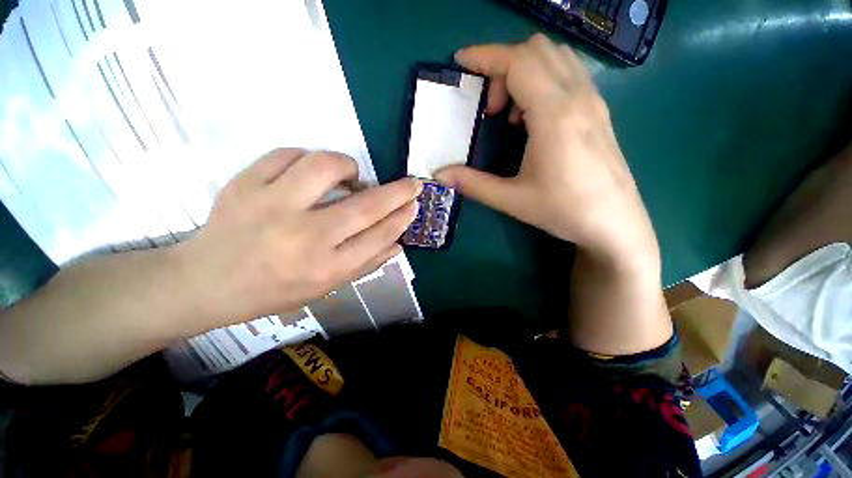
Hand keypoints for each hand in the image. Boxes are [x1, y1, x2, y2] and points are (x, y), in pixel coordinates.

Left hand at [179, 149, 420, 328]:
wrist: (206, 282)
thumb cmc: (274, 290)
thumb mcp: (325, 287)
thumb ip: (366, 264)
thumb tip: (398, 243)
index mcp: (325, 268)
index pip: (378, 236)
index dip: (401, 218)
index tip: (414, 205)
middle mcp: (304, 237)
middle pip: (365, 206)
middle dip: (397, 192)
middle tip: (411, 183)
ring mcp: (271, 206)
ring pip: (325, 167)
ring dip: (348, 167)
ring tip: (351, 176)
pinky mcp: (244, 184)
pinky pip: (287, 154)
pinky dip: (307, 158)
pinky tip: (310, 173)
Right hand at [435, 34, 657, 263]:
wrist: (615, 224)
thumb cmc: (564, 211)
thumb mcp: (511, 199)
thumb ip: (472, 183)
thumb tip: (440, 175)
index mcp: (555, 115)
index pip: (518, 61)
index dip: (485, 56)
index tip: (461, 62)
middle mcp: (578, 97)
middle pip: (536, 50)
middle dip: (503, 67)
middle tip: (491, 109)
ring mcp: (593, 101)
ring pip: (555, 57)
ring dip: (524, 72)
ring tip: (512, 114)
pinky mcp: (598, 111)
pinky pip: (568, 73)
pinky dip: (543, 80)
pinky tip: (535, 118)